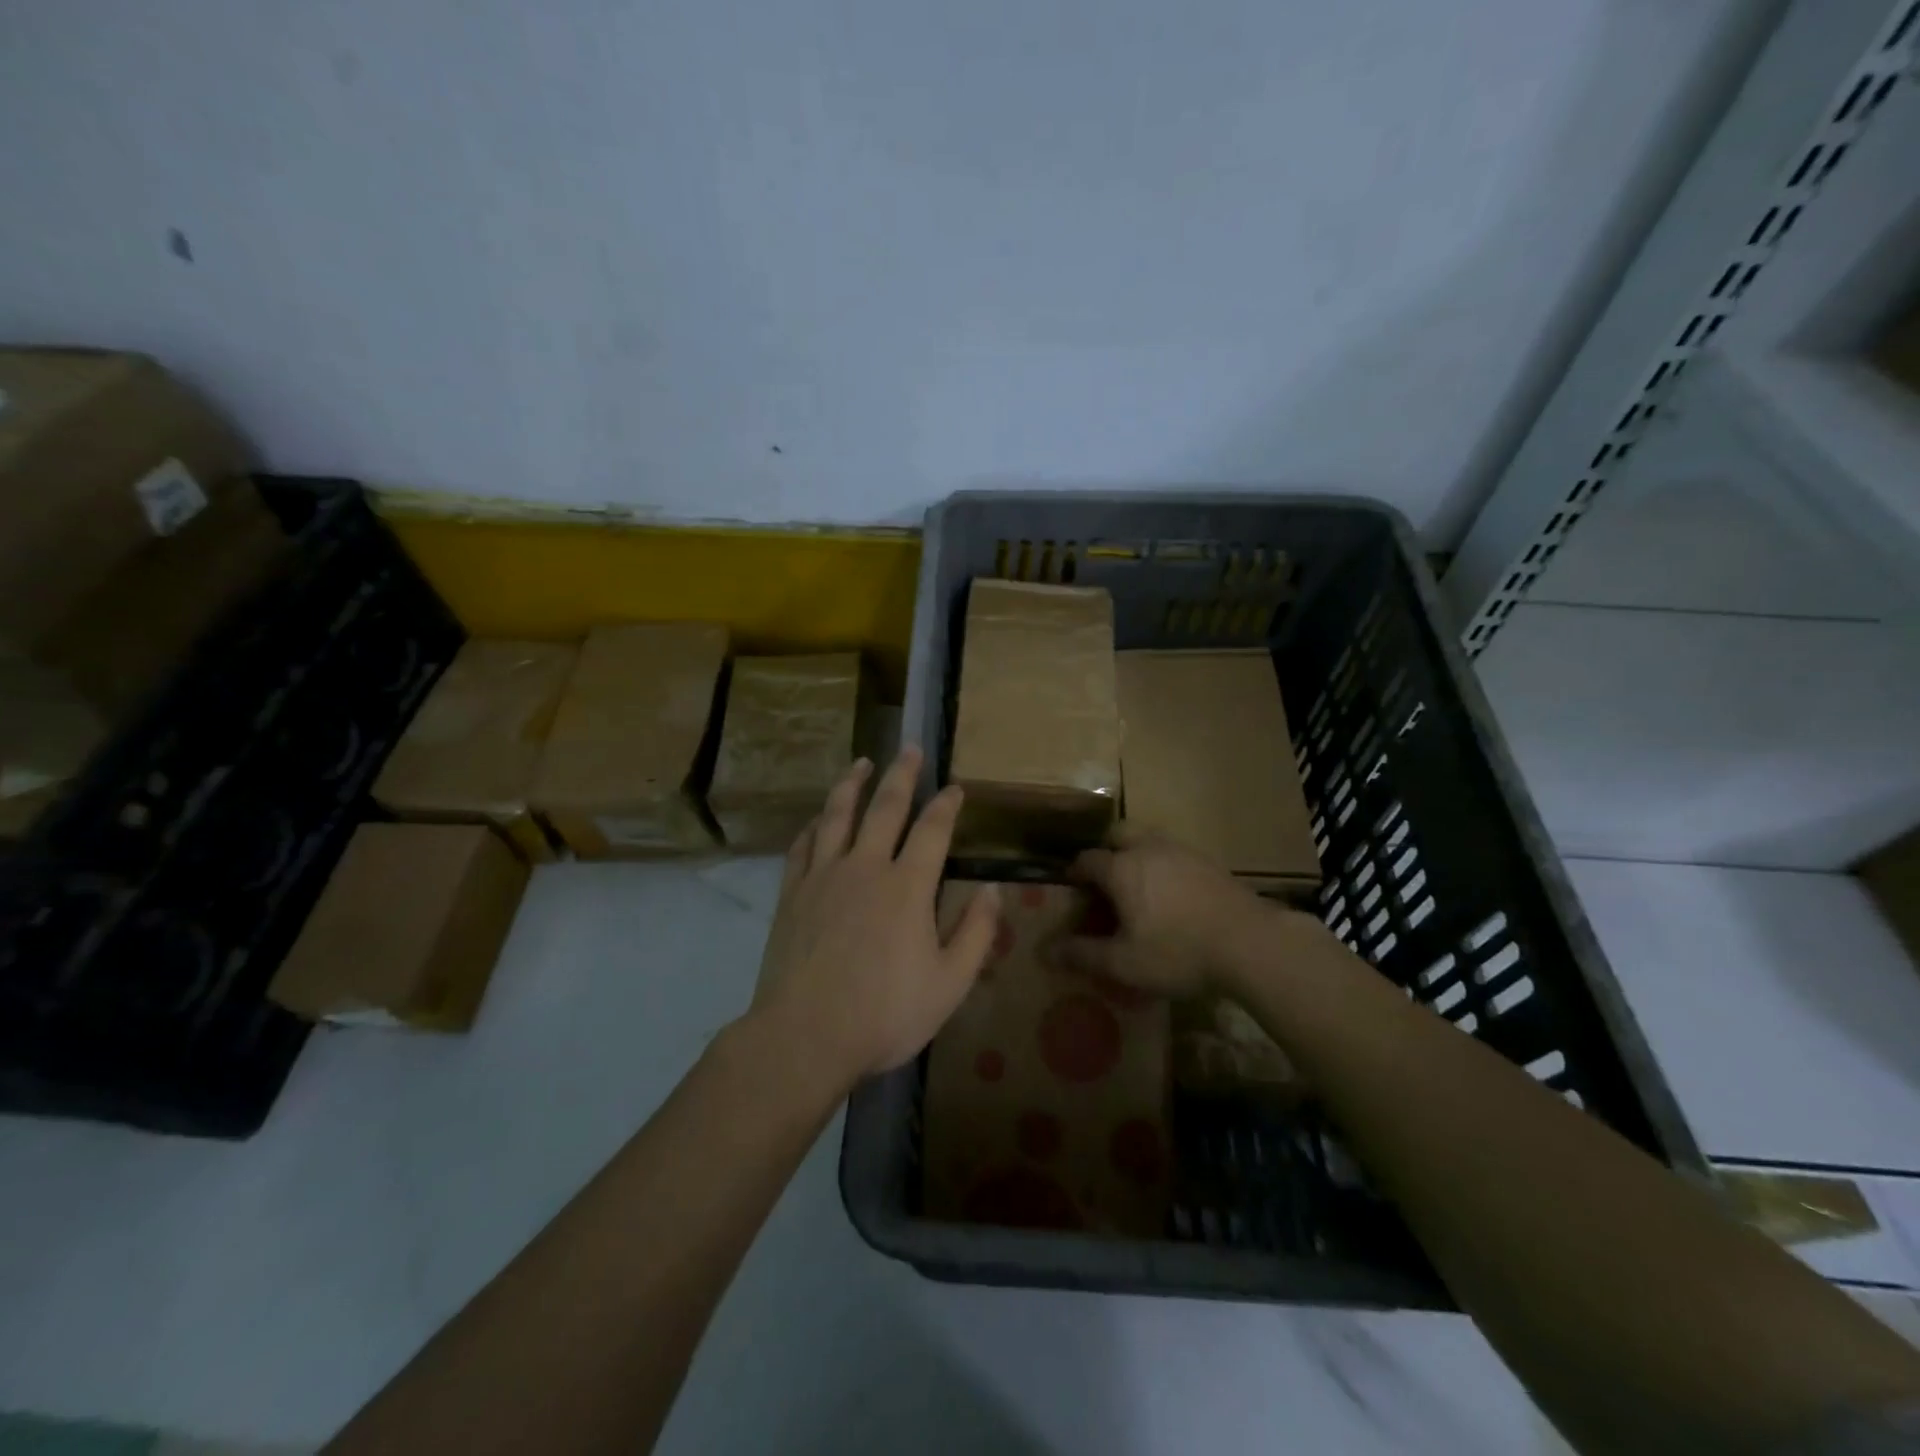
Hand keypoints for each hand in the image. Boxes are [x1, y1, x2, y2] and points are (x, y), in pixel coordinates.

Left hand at [747, 746, 1000, 1093]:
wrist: (805, 1036)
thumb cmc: (885, 1013)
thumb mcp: (950, 983)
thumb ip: (976, 933)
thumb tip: (993, 890)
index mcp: (907, 886)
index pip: (932, 830)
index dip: (946, 805)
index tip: (955, 787)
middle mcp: (865, 867)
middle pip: (885, 807)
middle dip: (901, 775)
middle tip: (908, 748)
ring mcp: (823, 876)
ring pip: (837, 815)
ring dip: (851, 785)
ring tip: (861, 763)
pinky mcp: (792, 894)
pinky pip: (802, 846)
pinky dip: (813, 826)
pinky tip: (817, 818)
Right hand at [1054, 824, 1284, 996]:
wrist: (1250, 943)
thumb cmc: (1178, 952)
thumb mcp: (1124, 962)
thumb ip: (1083, 954)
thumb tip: (1045, 951)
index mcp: (1121, 868)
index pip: (1087, 860)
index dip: (1074, 872)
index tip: (1071, 888)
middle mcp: (1148, 849)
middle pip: (1118, 834)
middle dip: (1105, 850)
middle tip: (1104, 878)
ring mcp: (1182, 851)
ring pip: (1149, 839)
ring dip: (1136, 853)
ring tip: (1137, 885)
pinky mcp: (1209, 862)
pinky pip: (1174, 853)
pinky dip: (1163, 864)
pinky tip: (1171, 893)